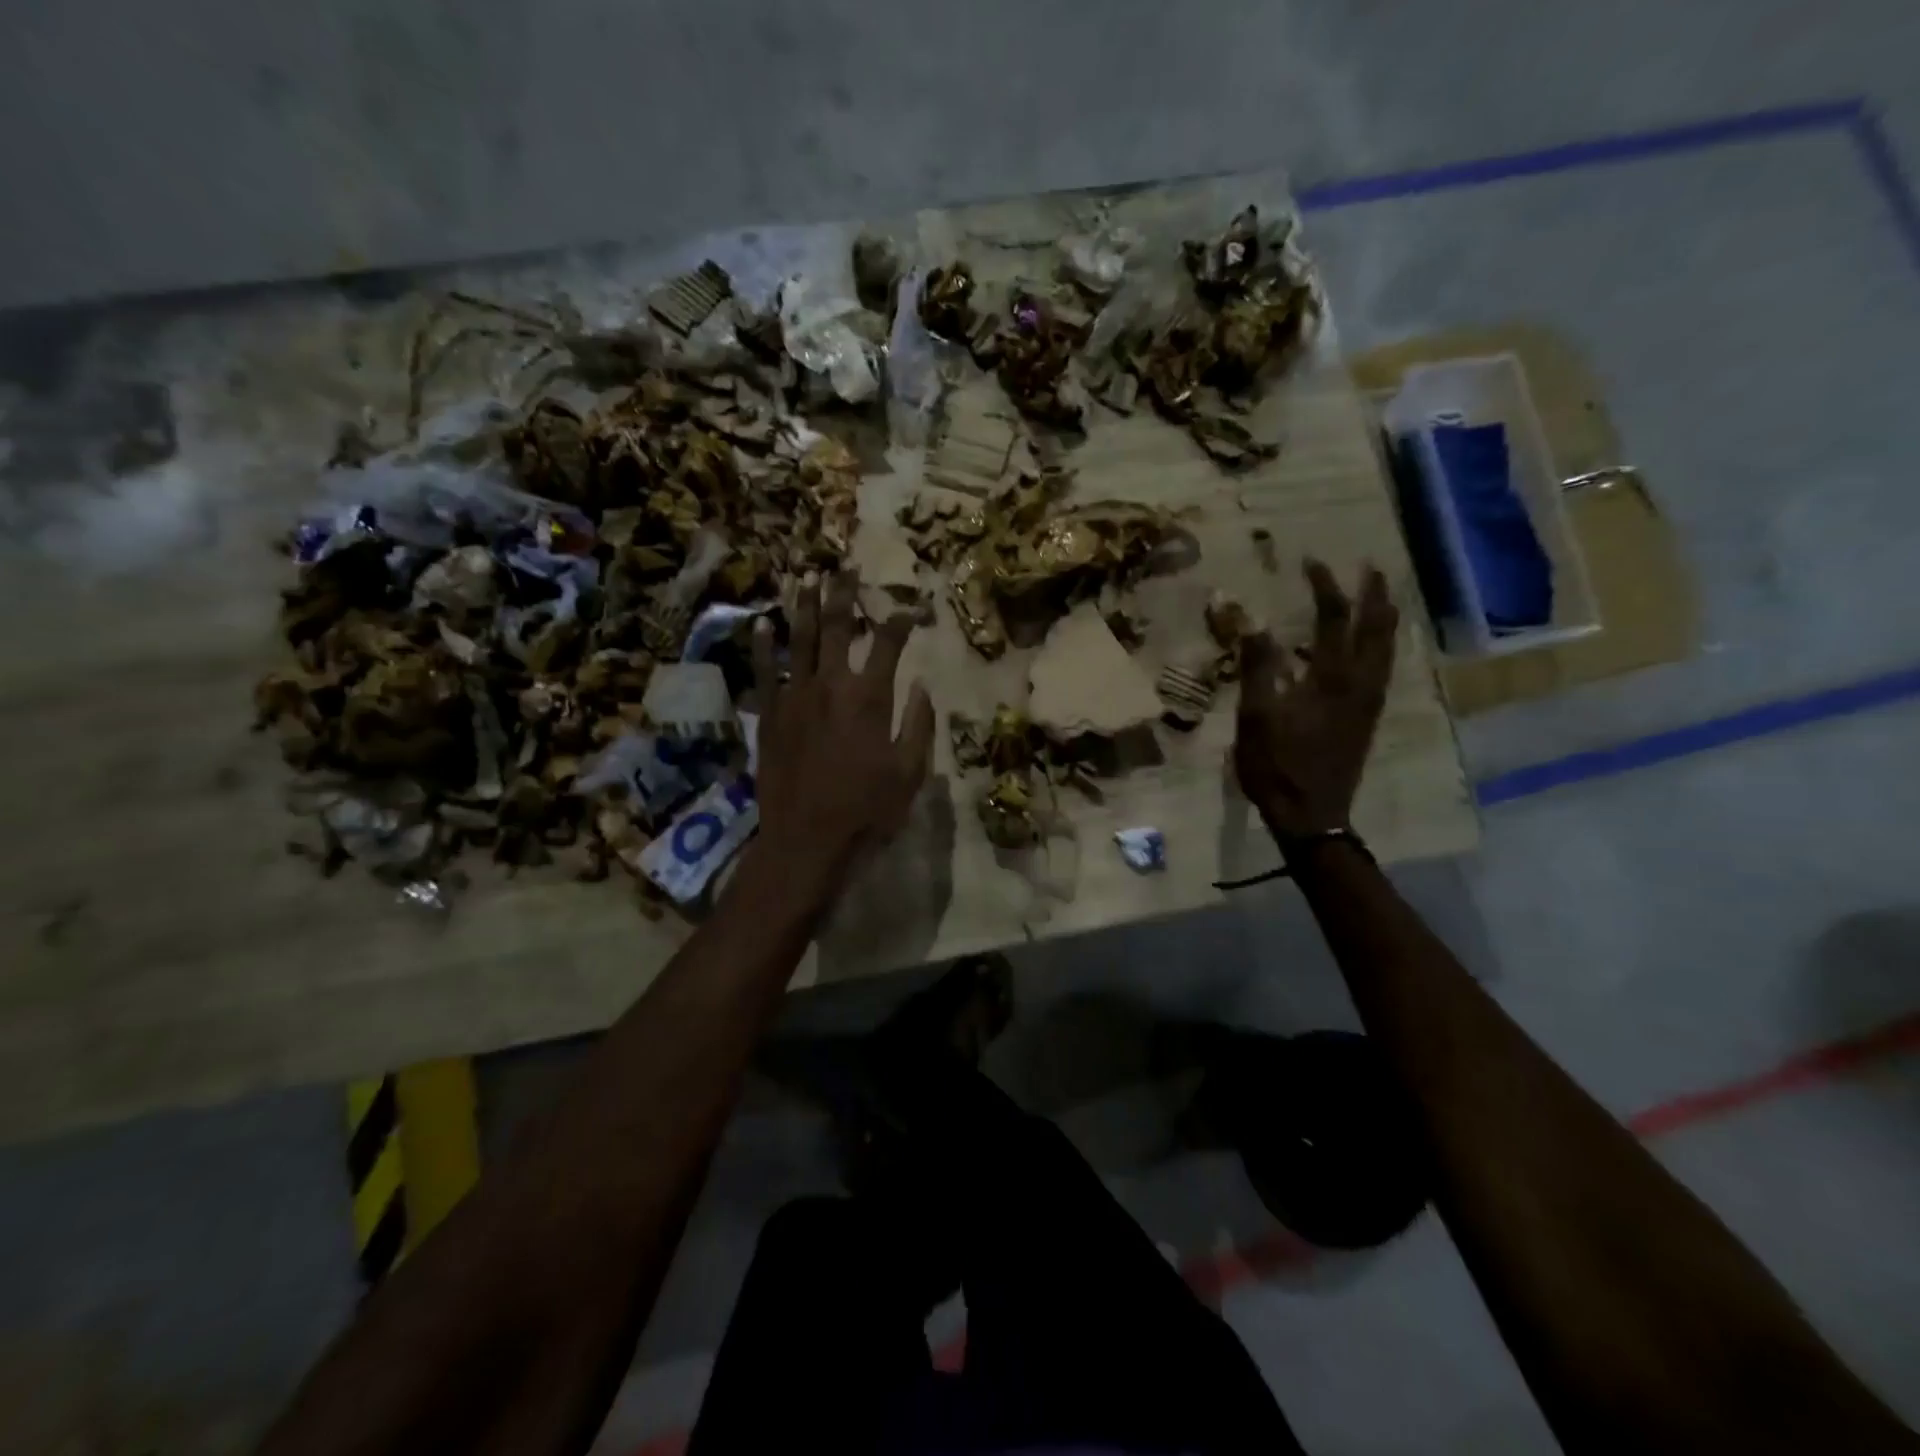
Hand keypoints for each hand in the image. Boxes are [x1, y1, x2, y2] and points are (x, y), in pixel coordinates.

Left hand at [749, 572, 933, 893]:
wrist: (807, 841)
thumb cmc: (867, 810)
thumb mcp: (910, 773)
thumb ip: (919, 724)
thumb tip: (921, 685)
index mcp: (870, 697)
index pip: (888, 643)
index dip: (901, 620)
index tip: (910, 608)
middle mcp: (831, 685)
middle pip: (837, 627)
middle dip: (844, 594)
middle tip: (846, 567)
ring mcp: (795, 696)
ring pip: (799, 639)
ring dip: (804, 605)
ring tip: (807, 577)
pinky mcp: (770, 714)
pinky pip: (765, 670)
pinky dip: (764, 645)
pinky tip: (763, 623)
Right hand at [1234, 559, 1398, 840]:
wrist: (1311, 815)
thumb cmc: (1277, 765)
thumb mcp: (1256, 716)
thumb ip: (1257, 668)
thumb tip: (1254, 623)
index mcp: (1331, 678)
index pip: (1334, 618)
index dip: (1325, 586)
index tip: (1312, 562)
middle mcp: (1361, 682)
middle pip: (1377, 627)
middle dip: (1375, 593)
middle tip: (1370, 566)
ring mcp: (1369, 701)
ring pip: (1387, 648)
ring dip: (1384, 616)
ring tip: (1379, 596)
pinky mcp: (1368, 717)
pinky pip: (1383, 667)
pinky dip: (1381, 644)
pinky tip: (1371, 646)